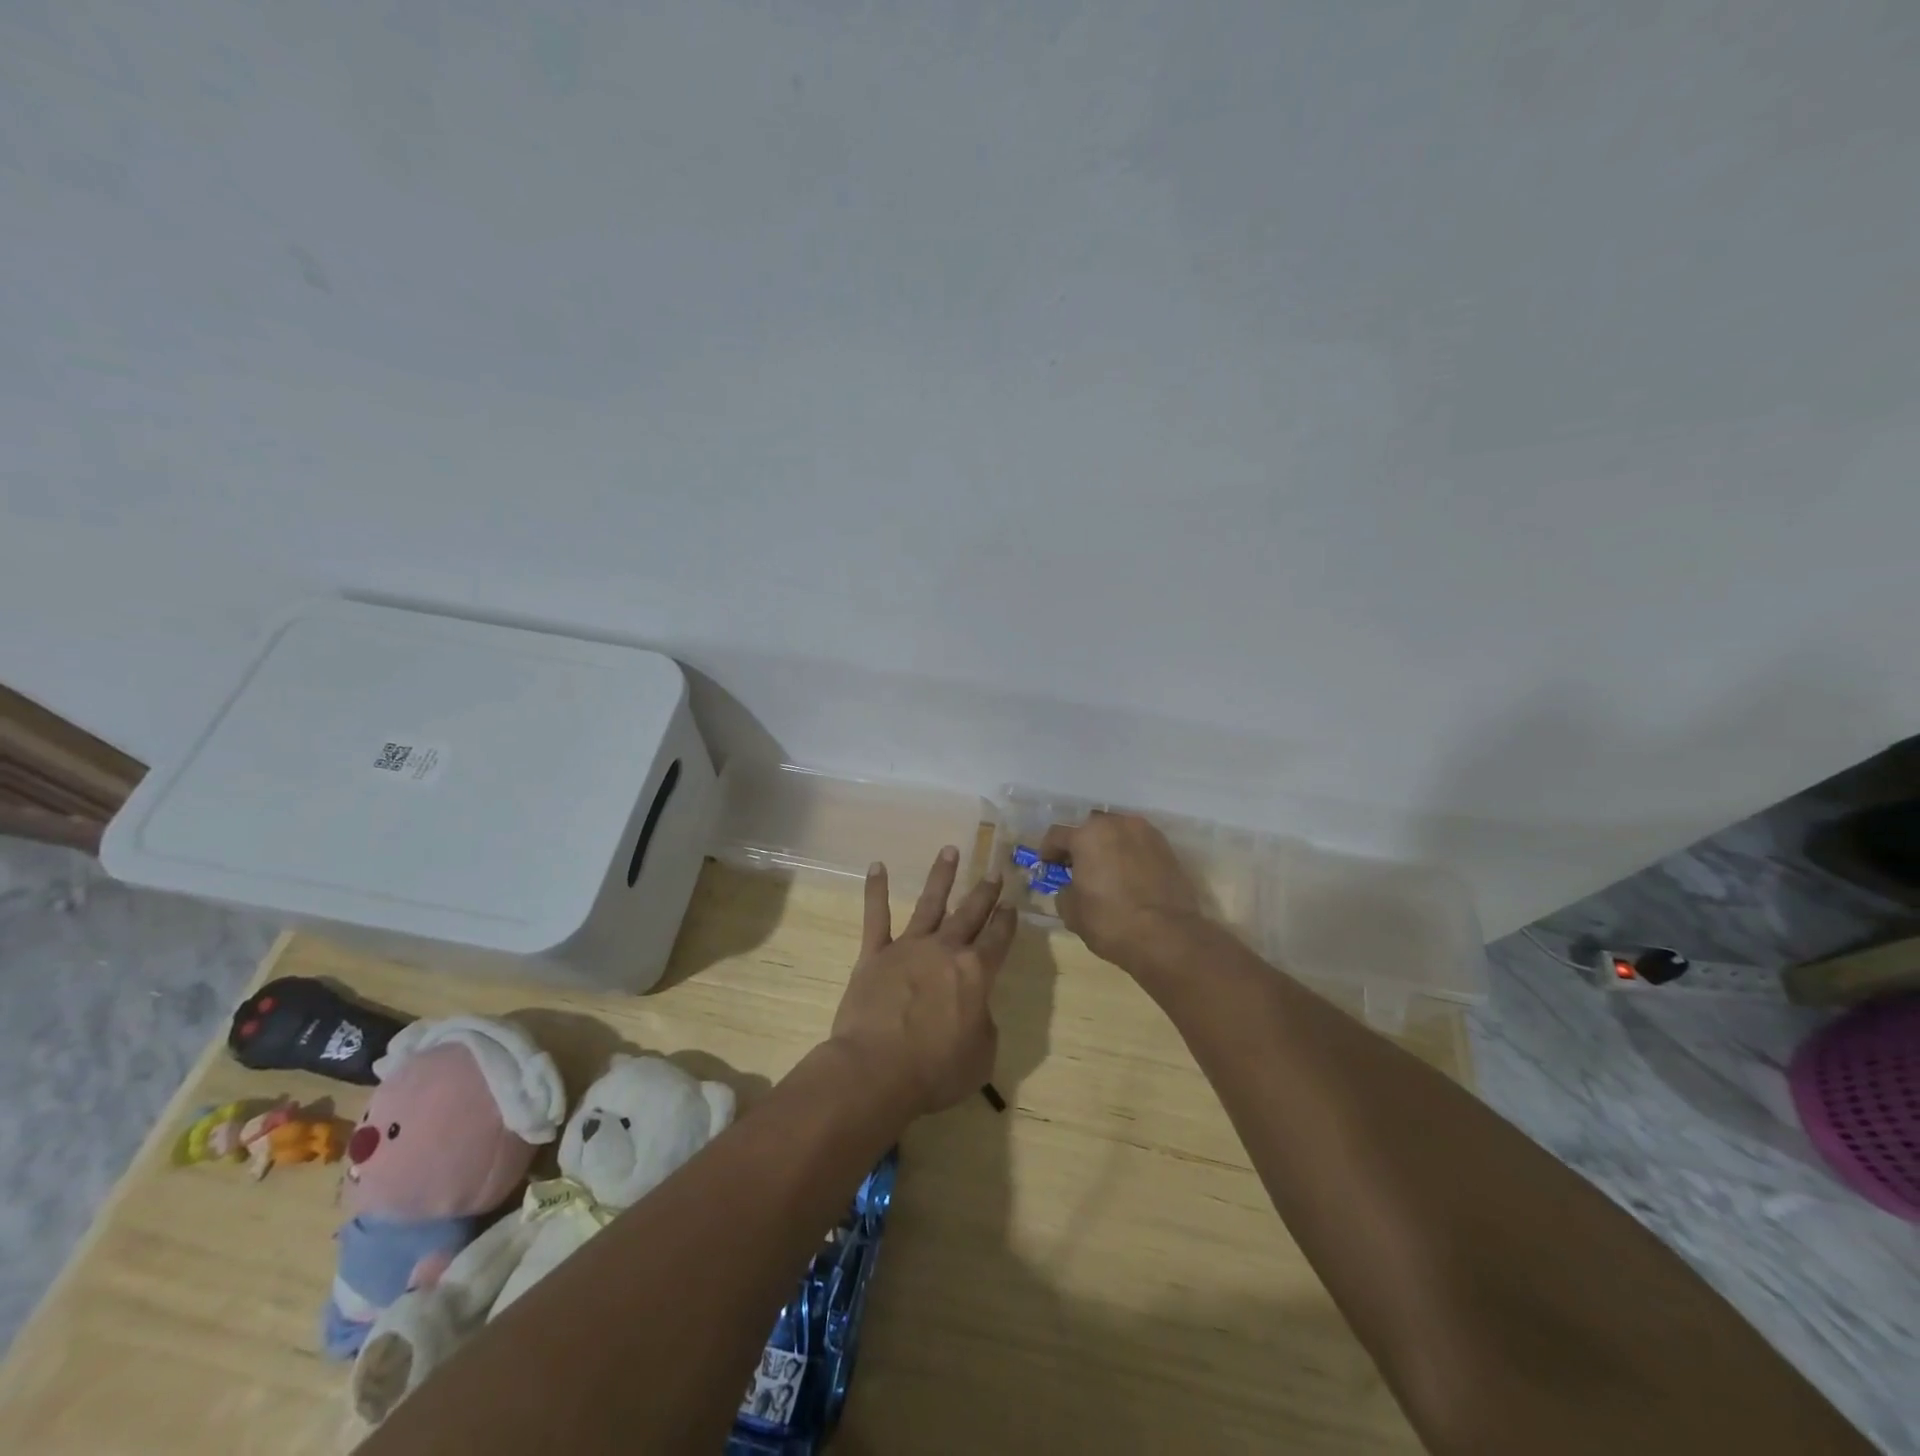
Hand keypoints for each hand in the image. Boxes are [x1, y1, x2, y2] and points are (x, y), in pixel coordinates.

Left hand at [829, 847, 1016, 1118]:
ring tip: (950, 850)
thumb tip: (975, 1009)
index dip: (1007, 921)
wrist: (877, 1069)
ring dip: (941, 876)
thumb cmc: (936, 1069)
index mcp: (976, 973)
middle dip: (984, 892)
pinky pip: (875, 916)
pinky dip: (876, 890)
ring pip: (929, 903)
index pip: (998, 939)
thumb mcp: (981, 1056)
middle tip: (995, 870)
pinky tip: (877, 866)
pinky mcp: (875, 954)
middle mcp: (945, 950)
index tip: (1012, 903)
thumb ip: (984, 1024)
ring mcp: (908, 947)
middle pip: (970, 914)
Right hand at [1038, 812, 1204, 967]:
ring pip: (1118, 834)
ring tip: (1107, 871)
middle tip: (1078, 867)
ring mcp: (1146, 834)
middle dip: (1081, 845)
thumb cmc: (1110, 921)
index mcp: (1087, 836)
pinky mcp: (1167, 848)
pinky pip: (1140, 846)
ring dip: (1108, 847)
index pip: (1057, 835)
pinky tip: (1130, 877)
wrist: (1168, 936)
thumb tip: (1071, 887)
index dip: (1048, 851)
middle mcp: (1116, 824)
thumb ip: (1064, 891)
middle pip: (1091, 829)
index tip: (1047, 866)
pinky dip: (1131, 855)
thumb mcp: (1072, 912)